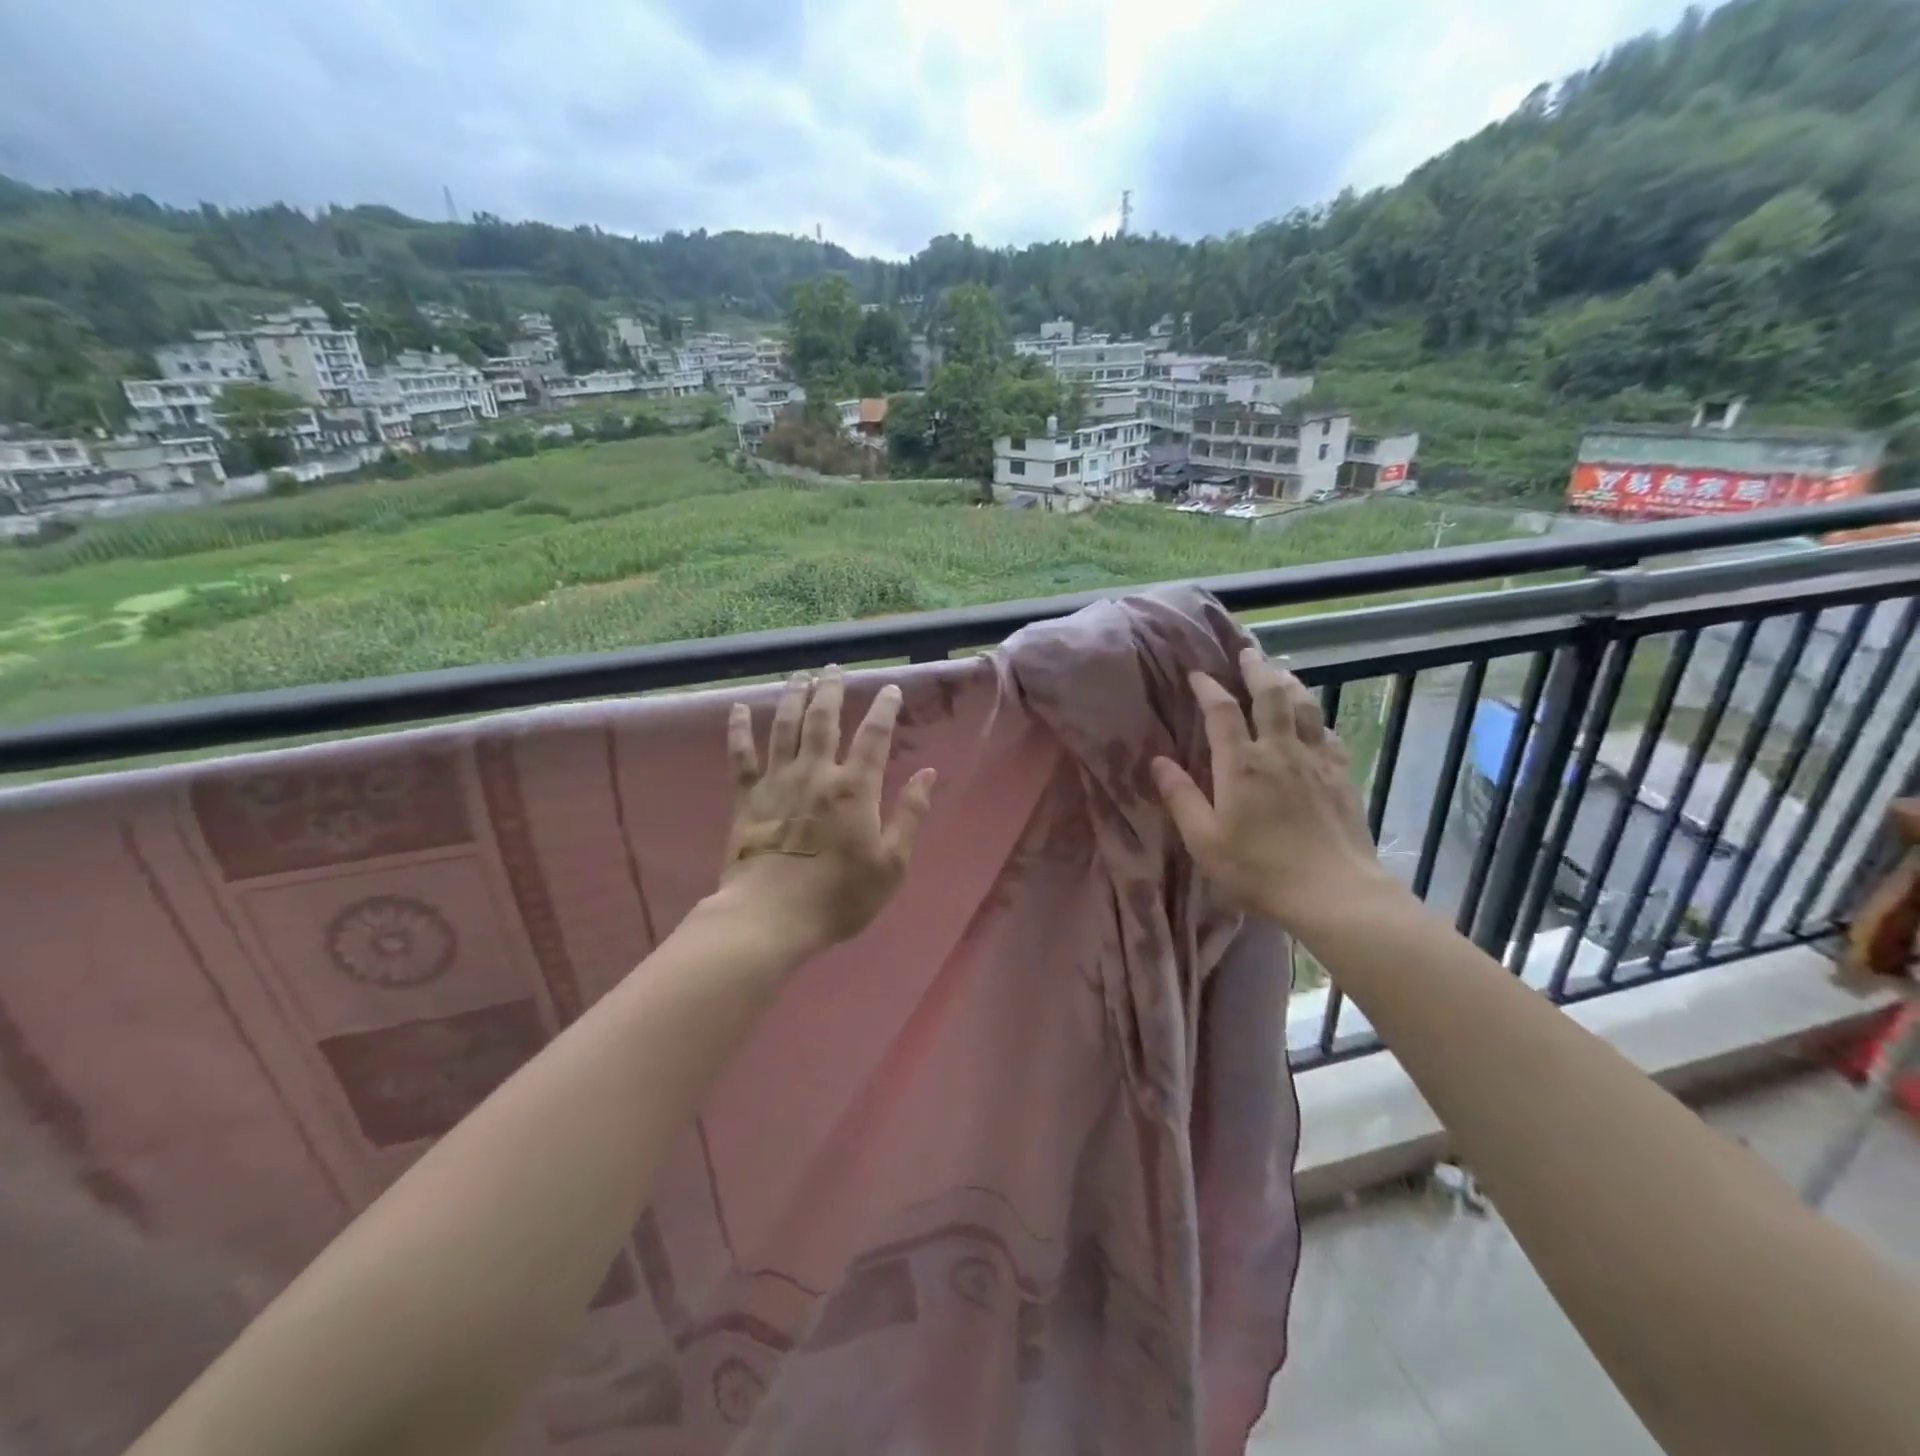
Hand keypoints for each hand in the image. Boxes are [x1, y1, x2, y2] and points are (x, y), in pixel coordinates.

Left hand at [719, 666, 936, 954]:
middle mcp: (816, 773)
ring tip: (799, 676)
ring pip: (785, 727)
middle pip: (824, 720)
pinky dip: (738, 730)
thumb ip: (910, 814)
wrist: (770, 917)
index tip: (889, 688)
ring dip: (793, 698)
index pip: (874, 736)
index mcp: (854, 788)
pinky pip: (741, 756)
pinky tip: (738, 708)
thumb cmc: (839, 896)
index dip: (883, 709)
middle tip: (834, 668)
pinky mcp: (747, 798)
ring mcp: (778, 782)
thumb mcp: (891, 863)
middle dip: (831, 690)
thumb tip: (928, 774)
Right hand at [1151, 647, 1401, 931]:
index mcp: (1241, 765)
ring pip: (1305, 706)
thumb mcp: (1205, 841)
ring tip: (1279, 672)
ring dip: (1289, 683)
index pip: (1222, 711)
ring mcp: (1316, 760)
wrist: (1335, 893)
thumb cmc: (1259, 870)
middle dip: (1256, 669)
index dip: (1208, 688)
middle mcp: (1280, 750)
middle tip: (1246, 653)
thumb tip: (1159, 761)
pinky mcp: (1341, 775)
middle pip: (1271, 694)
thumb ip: (1181, 798)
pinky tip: (1313, 721)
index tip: (1196, 674)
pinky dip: (1315, 718)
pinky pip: (1328, 733)